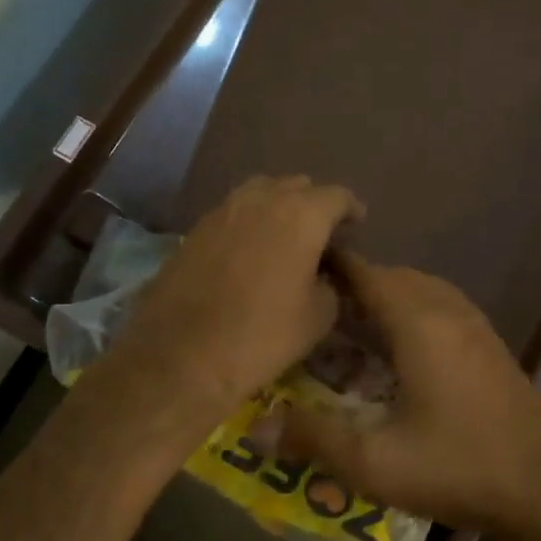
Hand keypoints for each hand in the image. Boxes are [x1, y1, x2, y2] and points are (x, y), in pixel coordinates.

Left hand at [95, 176, 361, 426]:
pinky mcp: (195, 230)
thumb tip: (322, 275)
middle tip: (322, 232)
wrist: (183, 354)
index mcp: (302, 215)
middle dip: (314, 203)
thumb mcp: (318, 316)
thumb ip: (330, 285)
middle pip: (296, 186)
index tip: (357, 223)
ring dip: (278, 206)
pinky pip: (233, 213)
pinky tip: (251, 250)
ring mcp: (223, 211)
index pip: (336, 196)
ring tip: (285, 235)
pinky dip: (250, 222)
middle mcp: (262, 200)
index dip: (351, 209)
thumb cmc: (264, 335)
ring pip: (260, 193)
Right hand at [279, 253, 540, 538]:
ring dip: (385, 301)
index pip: (365, 273)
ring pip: (420, 292)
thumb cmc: (458, 468)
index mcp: (419, 323)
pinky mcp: (490, 348)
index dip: (328, 269)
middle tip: (313, 314)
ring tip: (349, 330)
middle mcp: (448, 311)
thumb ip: (313, 439)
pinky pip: (441, 311)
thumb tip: (254, 428)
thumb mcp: (374, 462)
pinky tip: (397, 355)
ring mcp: (476, 327)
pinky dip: (411, 316)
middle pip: (392, 278)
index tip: (292, 277)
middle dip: (352, 288)